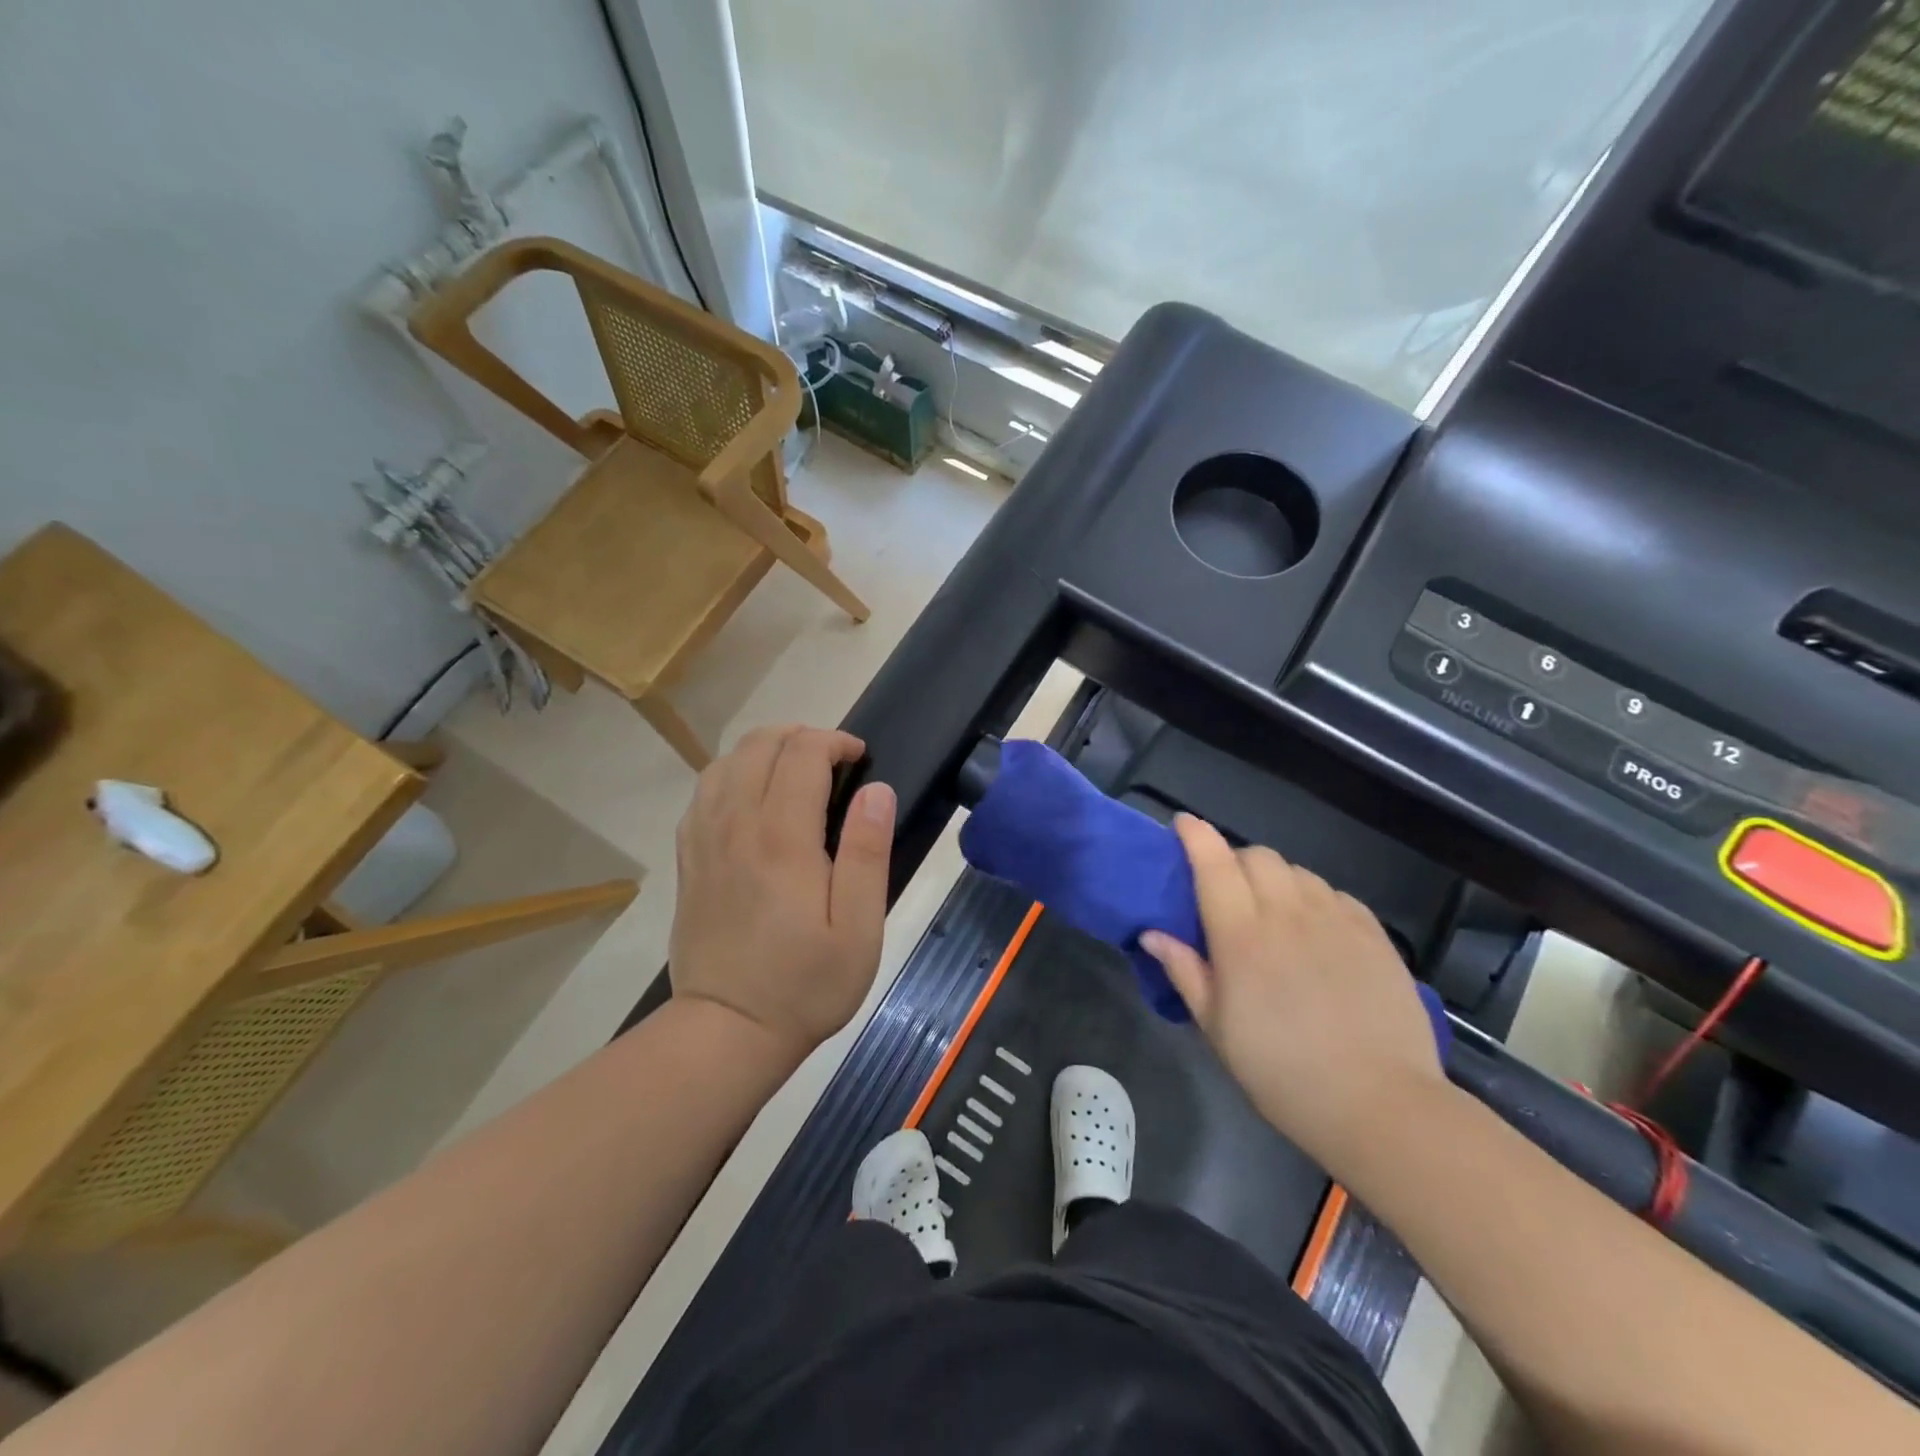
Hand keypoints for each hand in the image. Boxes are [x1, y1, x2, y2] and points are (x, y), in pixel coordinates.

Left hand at [669, 725, 894, 1060]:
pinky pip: (703, 794)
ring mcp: (704, 841)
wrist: (726, 1031)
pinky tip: (751, 799)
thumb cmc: (805, 984)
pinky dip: (731, 776)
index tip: (860, 758)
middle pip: (759, 745)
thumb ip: (868, 852)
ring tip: (794, 772)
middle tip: (833, 761)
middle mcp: (736, 826)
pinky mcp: (688, 860)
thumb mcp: (858, 928)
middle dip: (800, 736)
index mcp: (782, 839)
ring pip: (725, 762)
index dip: (834, 742)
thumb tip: (877, 790)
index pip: (802, 754)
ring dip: (763, 751)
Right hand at [1142, 815, 1444, 1163]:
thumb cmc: (1281, 1072)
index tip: (1182, 825)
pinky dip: (1315, 897)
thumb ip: (1185, 972)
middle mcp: (1288, 914)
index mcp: (1242, 936)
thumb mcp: (1217, 1029)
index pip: (1213, 863)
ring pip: (1298, 871)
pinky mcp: (1374, 934)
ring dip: (1276, 879)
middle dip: (1235, 860)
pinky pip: (1335, 894)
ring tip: (1274, 911)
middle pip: (1257, 856)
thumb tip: (1152, 933)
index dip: (1195, 836)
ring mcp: (1336, 920)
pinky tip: (1316, 929)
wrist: (1380, 1104)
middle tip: (1228, 891)